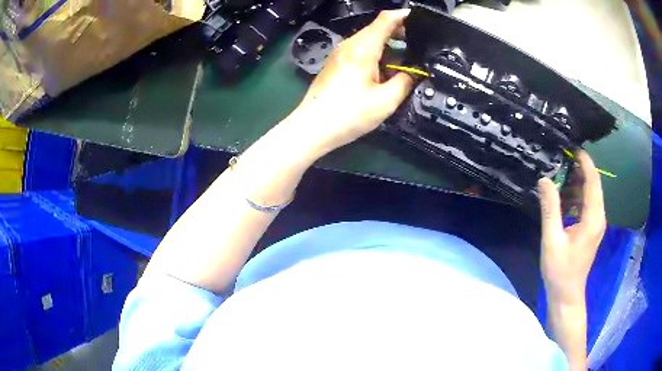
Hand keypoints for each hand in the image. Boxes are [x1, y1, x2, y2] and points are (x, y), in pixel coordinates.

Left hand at [284, 10, 414, 156]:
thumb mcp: (386, 101)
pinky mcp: (335, 64)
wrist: (312, 127)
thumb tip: (412, 73)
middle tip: (417, 42)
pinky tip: (384, 68)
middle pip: (376, 27)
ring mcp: (339, 53)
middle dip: (398, 31)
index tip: (419, 19)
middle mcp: (349, 45)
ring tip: (405, 57)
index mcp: (362, 48)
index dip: (403, 16)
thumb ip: (404, 82)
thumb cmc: (348, 114)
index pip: (385, 20)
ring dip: (387, 44)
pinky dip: (375, 53)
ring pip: (367, 39)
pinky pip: (359, 50)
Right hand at [538, 151, 606, 304]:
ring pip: (591, 193)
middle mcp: (599, 217)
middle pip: (593, 184)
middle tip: (561, 158)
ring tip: (560, 174)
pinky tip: (564, 197)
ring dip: (577, 182)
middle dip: (580, 169)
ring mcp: (596, 223)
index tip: (572, 147)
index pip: (593, 181)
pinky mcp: (592, 228)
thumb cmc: (560, 271)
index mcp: (593, 218)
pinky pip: (587, 204)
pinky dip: (577, 195)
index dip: (585, 162)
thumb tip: (545, 179)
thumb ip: (550, 209)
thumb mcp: (552, 240)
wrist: (567, 295)